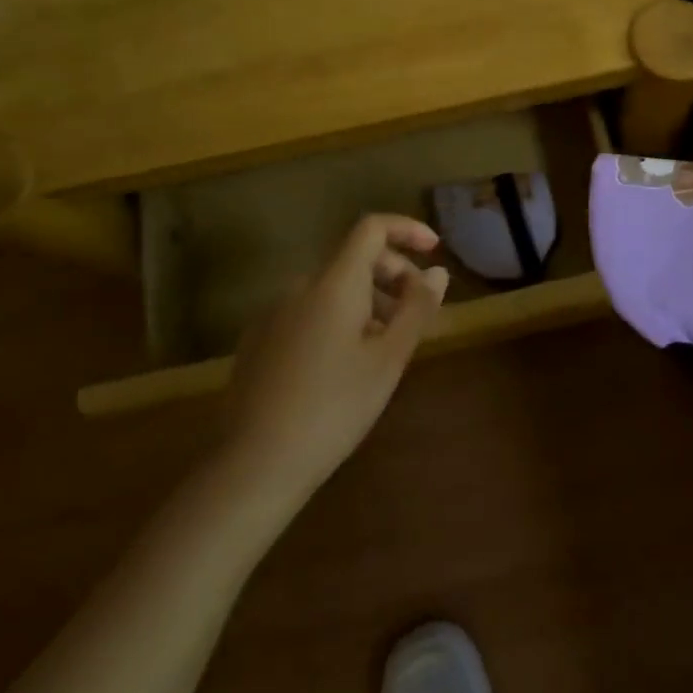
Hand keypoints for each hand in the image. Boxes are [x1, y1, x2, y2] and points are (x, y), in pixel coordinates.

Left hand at [218, 214, 448, 510]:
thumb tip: (436, 273)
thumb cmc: (334, 407)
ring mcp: (273, 313)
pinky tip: (344, 365)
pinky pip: (309, 311)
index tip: (434, 251)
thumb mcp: (389, 359)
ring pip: (331, 288)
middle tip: (417, 313)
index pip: (371, 228)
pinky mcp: (259, 340)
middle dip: (393, 274)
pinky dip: (338, 319)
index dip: (406, 229)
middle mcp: (299, 286)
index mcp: (334, 283)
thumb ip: (416, 308)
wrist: (255, 464)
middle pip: (353, 258)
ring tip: (386, 346)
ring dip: (367, 300)